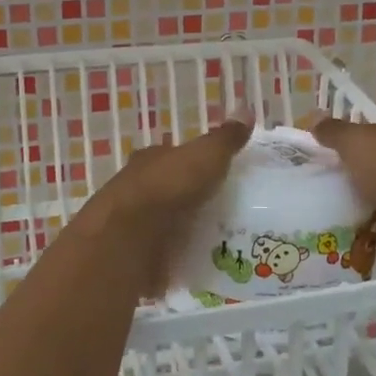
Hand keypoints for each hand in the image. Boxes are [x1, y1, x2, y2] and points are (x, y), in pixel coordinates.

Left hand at [76, 117, 253, 296]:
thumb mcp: (205, 156)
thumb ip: (225, 138)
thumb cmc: (168, 188)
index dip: (194, 163)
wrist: (129, 239)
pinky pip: (162, 257)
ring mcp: (134, 225)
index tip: (219, 174)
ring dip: (186, 232)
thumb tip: (247, 108)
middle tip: (228, 213)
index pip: (174, 157)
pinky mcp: (135, 257)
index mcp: (151, 160)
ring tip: (222, 243)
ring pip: (165, 225)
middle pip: (170, 191)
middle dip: (193, 200)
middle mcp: (137, 188)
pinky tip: (202, 267)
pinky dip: (178, 260)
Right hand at [311, 118, 375, 267]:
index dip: (348, 154)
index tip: (321, 169)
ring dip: (372, 222)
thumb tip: (314, 119)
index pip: (369, 146)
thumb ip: (334, 133)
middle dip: (358, 192)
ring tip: (337, 234)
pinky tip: (366, 255)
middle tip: (322, 207)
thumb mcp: (356, 142)